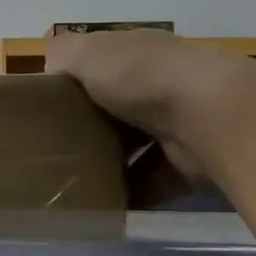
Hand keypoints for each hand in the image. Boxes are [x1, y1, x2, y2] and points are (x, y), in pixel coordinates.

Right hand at [44, 30, 246, 176]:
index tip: (45, 106)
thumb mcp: (87, 52)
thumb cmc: (141, 77)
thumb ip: (61, 54)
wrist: (210, 117)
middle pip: (116, 108)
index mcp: (138, 53)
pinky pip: (153, 181)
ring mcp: (180, 124)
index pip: (101, 65)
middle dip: (89, 127)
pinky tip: (104, 203)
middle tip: (54, 148)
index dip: (74, 82)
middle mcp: (161, 84)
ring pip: (135, 146)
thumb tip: (50, 69)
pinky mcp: (191, 163)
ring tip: (74, 179)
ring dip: (110, 163)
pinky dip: (132, 192)